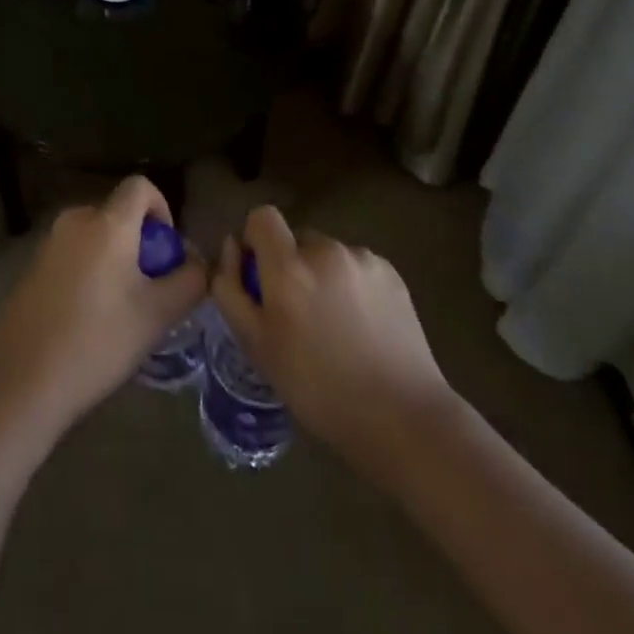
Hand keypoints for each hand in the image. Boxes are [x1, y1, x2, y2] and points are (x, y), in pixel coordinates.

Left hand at [0, 177, 206, 444]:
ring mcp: (48, 242)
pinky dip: (89, 271)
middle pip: (118, 214)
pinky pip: (73, 254)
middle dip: (140, 242)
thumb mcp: (158, 315)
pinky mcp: (31, 266)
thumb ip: (189, 280)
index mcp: (107, 223)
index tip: (166, 251)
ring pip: (95, 236)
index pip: (140, 186)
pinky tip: (88, 318)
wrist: (22, 380)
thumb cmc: (98, 342)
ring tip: (121, 309)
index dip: (162, 209)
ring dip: (115, 259)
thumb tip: (197, 263)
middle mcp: (75, 220)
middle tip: (149, 288)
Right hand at [210, 206, 455, 482]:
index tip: (260, 277)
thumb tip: (231, 247)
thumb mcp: (256, 345)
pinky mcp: (391, 273)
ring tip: (335, 326)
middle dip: (290, 265)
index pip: (262, 217)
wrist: (402, 417)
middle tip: (298, 314)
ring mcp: (363, 259)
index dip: (256, 240)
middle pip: (296, 239)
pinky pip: (356, 267)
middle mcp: (326, 250)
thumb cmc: (317, 388)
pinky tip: (362, 327)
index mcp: (289, 266)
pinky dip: (351, 286)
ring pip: (327, 255)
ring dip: (322, 276)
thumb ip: (231, 289)